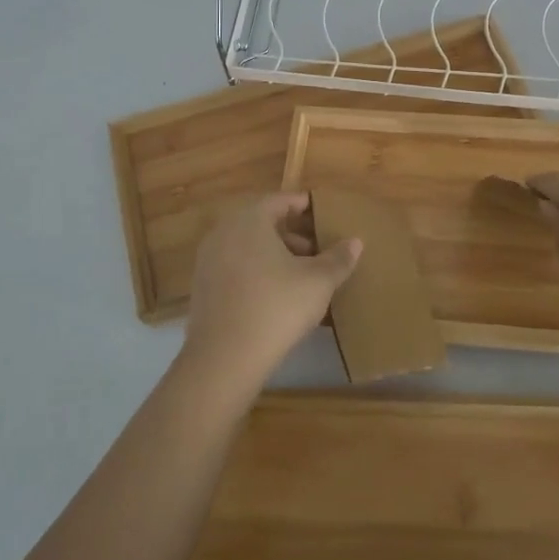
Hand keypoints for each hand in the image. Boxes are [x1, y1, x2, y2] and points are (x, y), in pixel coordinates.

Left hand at [180, 192, 362, 395]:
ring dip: (275, 255)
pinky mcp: (203, 287)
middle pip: (262, 223)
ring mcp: (208, 260)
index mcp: (250, 220)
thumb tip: (355, 242)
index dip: (304, 206)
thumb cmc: (277, 307)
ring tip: (302, 275)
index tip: (323, 215)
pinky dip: (257, 272)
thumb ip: (338, 258)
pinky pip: (236, 268)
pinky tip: (278, 295)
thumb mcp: (318, 282)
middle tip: (317, 249)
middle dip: (292, 234)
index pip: (280, 201)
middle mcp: (224, 232)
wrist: (224, 358)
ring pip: (248, 247)